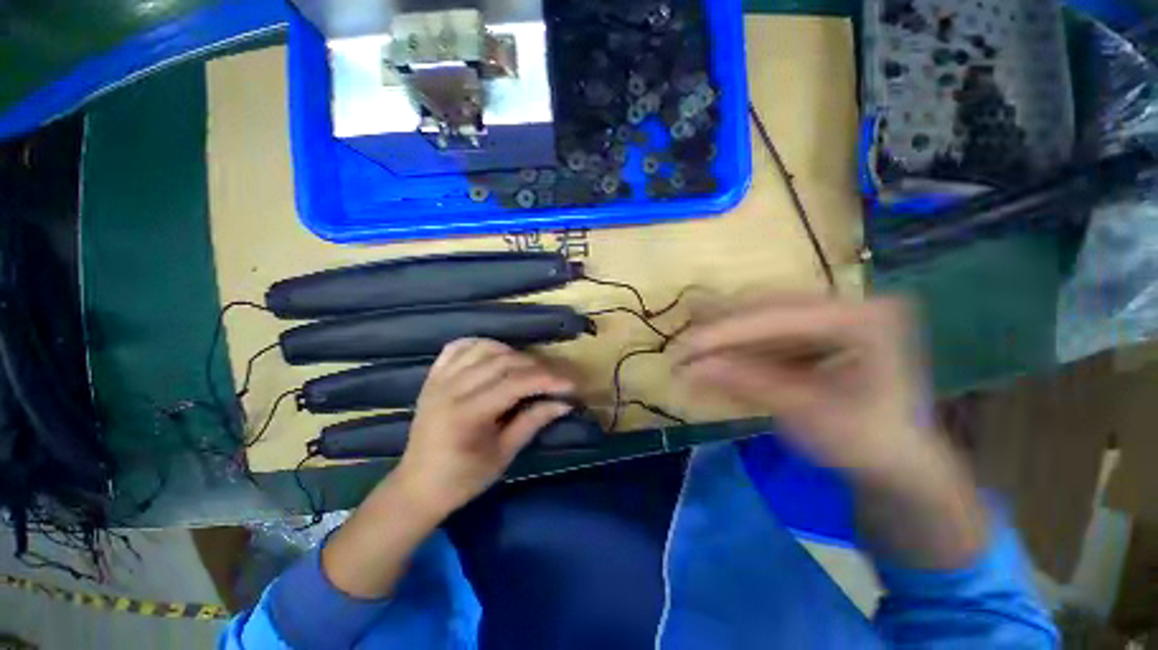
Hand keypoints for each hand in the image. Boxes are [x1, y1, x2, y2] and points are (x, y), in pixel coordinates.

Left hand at [393, 338, 574, 516]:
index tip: (571, 384)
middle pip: (503, 361)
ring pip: (483, 348)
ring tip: (528, 368)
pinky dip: (482, 345)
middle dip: (536, 366)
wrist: (417, 486)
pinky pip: (459, 347)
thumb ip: (533, 422)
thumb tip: (564, 403)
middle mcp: (451, 389)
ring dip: (512, 353)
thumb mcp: (503, 454)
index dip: (547, 380)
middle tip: (555, 378)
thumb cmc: (463, 478)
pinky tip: (496, 355)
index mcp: (467, 414)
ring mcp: (439, 379)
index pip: (516, 383)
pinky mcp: (433, 377)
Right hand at [672, 296, 934, 477]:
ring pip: (762, 315)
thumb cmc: (867, 445)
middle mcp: (850, 303)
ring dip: (724, 335)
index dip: (727, 332)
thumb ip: (749, 385)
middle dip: (721, 329)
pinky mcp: (817, 328)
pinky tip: (715, 357)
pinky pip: (767, 329)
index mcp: (866, 318)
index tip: (685, 347)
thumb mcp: (808, 417)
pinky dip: (738, 344)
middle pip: (767, 307)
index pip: (780, 316)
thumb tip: (690, 369)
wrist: (898, 460)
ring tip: (691, 350)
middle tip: (682, 346)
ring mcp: (833, 313)